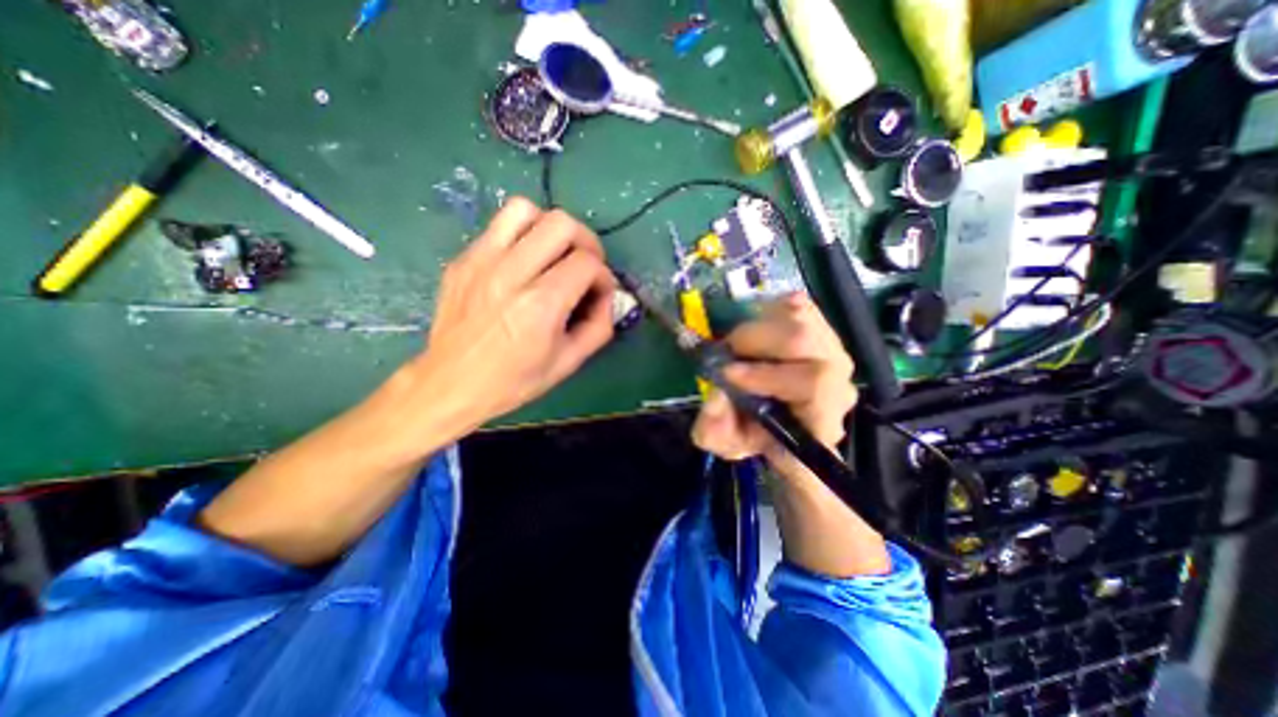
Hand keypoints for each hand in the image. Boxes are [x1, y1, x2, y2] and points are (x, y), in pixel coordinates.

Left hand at [405, 193, 613, 431]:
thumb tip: (606, 296)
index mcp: (540, 306)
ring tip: (554, 253)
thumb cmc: (514, 380)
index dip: (604, 275)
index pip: (587, 263)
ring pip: (525, 209)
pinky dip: (522, 235)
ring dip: (550, 228)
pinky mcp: (463, 259)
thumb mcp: (569, 362)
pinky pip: (499, 225)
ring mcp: (481, 261)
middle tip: (585, 265)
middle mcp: (510, 274)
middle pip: (561, 224)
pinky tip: (524, 263)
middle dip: (586, 242)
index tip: (600, 292)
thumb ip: (600, 326)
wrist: (451, 384)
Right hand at [690, 291, 856, 480]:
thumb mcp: (727, 444)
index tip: (727, 374)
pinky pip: (800, 306)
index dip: (767, 375)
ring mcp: (833, 353)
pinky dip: (771, 309)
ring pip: (801, 318)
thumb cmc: (757, 437)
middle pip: (805, 341)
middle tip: (727, 350)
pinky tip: (756, 326)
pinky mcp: (823, 332)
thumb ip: (716, 430)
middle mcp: (837, 383)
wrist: (779, 425)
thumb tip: (717, 394)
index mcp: (820, 420)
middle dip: (755, 340)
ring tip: (739, 344)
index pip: (813, 385)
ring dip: (760, 325)